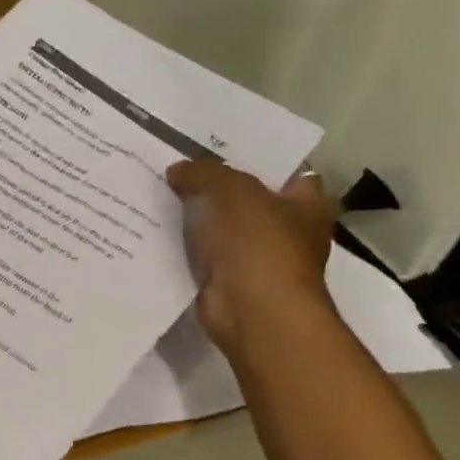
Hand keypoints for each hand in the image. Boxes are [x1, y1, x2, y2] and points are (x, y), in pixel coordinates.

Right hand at [168, 160, 336, 353]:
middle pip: (246, 198)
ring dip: (193, 216)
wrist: (252, 312)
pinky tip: (151, 227)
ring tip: (155, 190)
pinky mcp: (227, 280)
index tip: (217, 146)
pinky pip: (199, 254)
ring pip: (219, 226)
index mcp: (307, 204)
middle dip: (214, 185)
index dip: (256, 157)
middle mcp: (287, 231)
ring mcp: (256, 259)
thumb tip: (177, 171)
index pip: (287, 171)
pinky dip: (180, 245)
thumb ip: (204, 173)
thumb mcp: (232, 191)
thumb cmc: (259, 244)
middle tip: (175, 164)